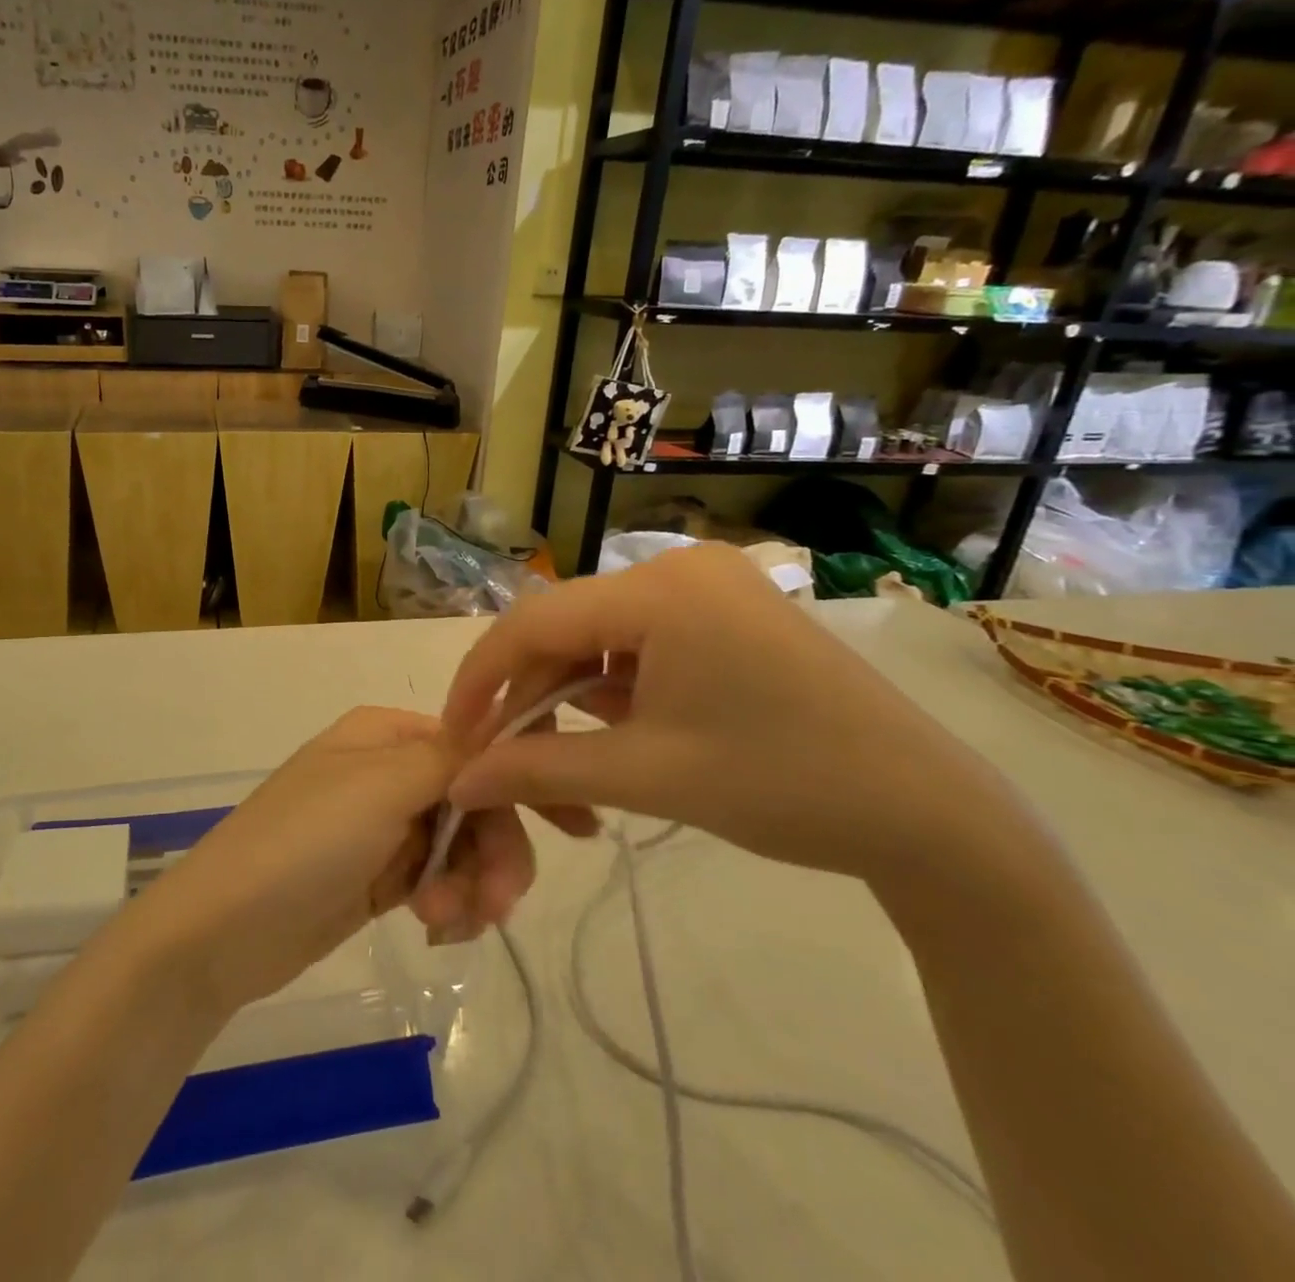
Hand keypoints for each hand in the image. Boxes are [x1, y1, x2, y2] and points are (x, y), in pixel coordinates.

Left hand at [120, 708, 546, 1014]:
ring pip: (463, 846)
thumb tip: (506, 726)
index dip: (525, 780)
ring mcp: (384, 827)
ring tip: (451, 921)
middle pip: (476, 801)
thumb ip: (451, 756)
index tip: (579, 825)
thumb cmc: (303, 842)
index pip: (476, 744)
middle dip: (496, 850)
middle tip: (502, 902)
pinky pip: (439, 880)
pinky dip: (449, 903)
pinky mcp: (380, 877)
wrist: (222, 931)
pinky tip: (436, 928)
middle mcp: (389, 771)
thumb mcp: (380, 786)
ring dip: (472, 885)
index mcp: (387, 734)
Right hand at [441, 542, 1024, 887]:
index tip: (455, 736)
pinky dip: (612, 689)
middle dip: (527, 698)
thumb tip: (458, 781)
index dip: (480, 678)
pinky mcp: (726, 613)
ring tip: (564, 765)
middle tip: (507, 764)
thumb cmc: (782, 787)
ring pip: (599, 639)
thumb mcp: (644, 777)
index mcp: (659, 590)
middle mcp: (677, 568)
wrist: (929, 815)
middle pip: (564, 629)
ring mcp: (707, 586)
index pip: (532, 622)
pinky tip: (614, 735)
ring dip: (569, 699)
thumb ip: (537, 770)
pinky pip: (640, 643)